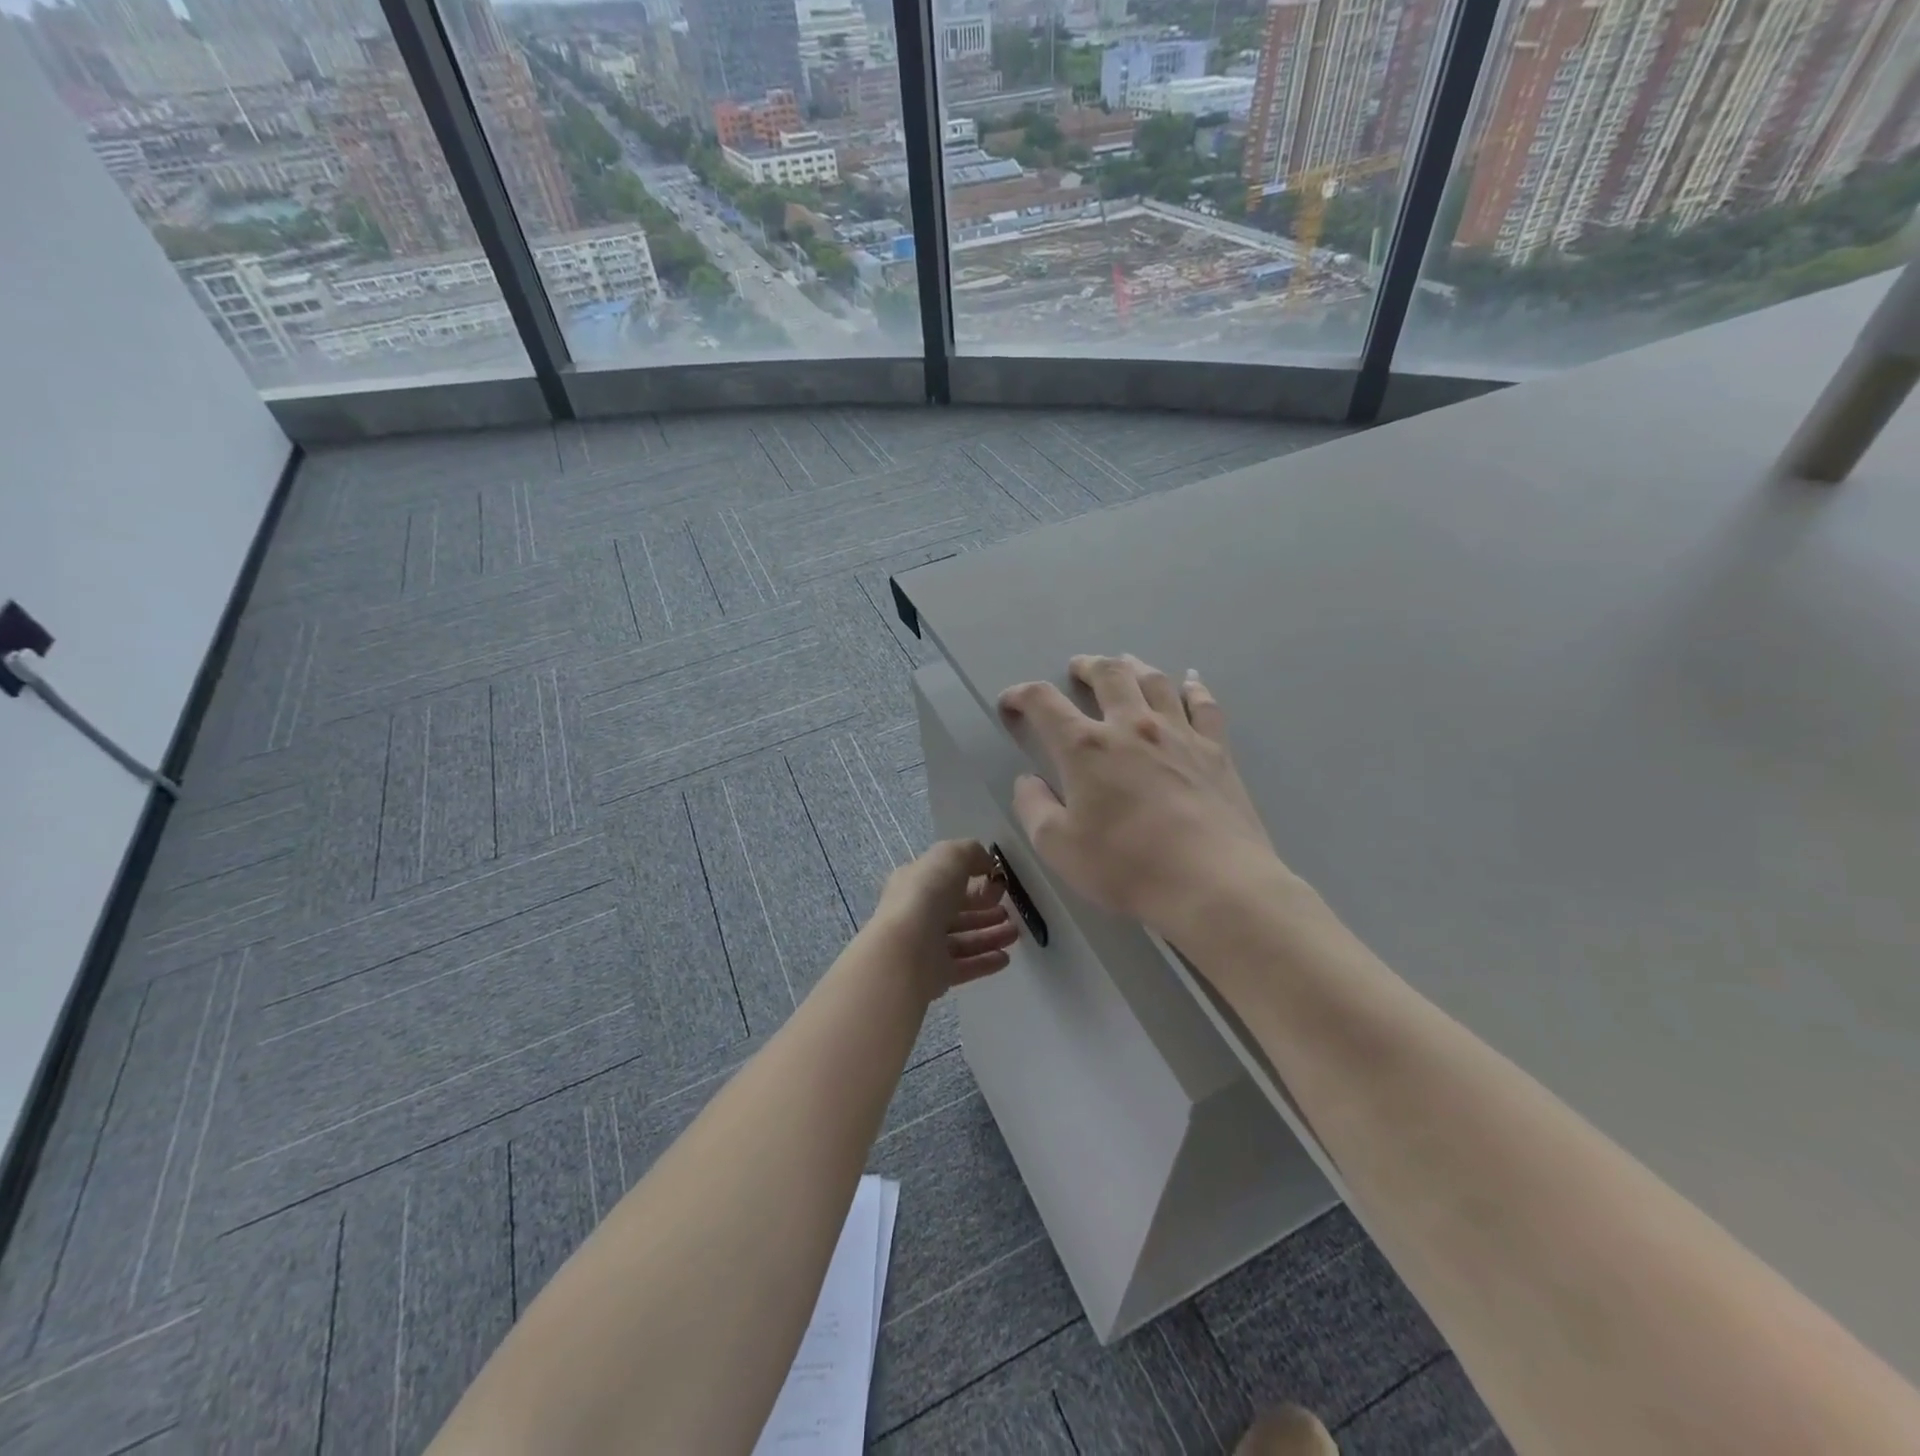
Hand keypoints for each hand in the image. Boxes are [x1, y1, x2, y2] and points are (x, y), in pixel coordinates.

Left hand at [869, 839, 1019, 999]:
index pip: (945, 879)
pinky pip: (964, 966)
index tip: (998, 882)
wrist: (905, 951)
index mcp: (915, 883)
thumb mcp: (950, 856)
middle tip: (1009, 911)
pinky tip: (1005, 958)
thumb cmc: (926, 895)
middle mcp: (918, 913)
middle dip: (984, 909)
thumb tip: (985, 862)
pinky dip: (985, 961)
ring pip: (963, 939)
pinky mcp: (935, 974)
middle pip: (956, 910)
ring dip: (989, 935)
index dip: (973, 878)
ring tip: (1015, 933)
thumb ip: (970, 852)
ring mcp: (925, 946)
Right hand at [999, 655, 1296, 939]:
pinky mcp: (1216, 750)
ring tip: (1125, 665)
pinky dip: (1193, 688)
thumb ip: (1033, 807)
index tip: (1011, 702)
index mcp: (1086, 747)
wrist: (1213, 883)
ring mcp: (1179, 734)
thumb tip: (1027, 780)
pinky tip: (1189, 682)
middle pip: (1108, 675)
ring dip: (1134, 667)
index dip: (1022, 695)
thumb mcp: (1058, 846)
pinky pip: (1204, 705)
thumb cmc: (1126, 866)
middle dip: (1087, 666)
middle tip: (1077, 668)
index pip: (1044, 702)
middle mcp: (1132, 726)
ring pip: (1155, 681)